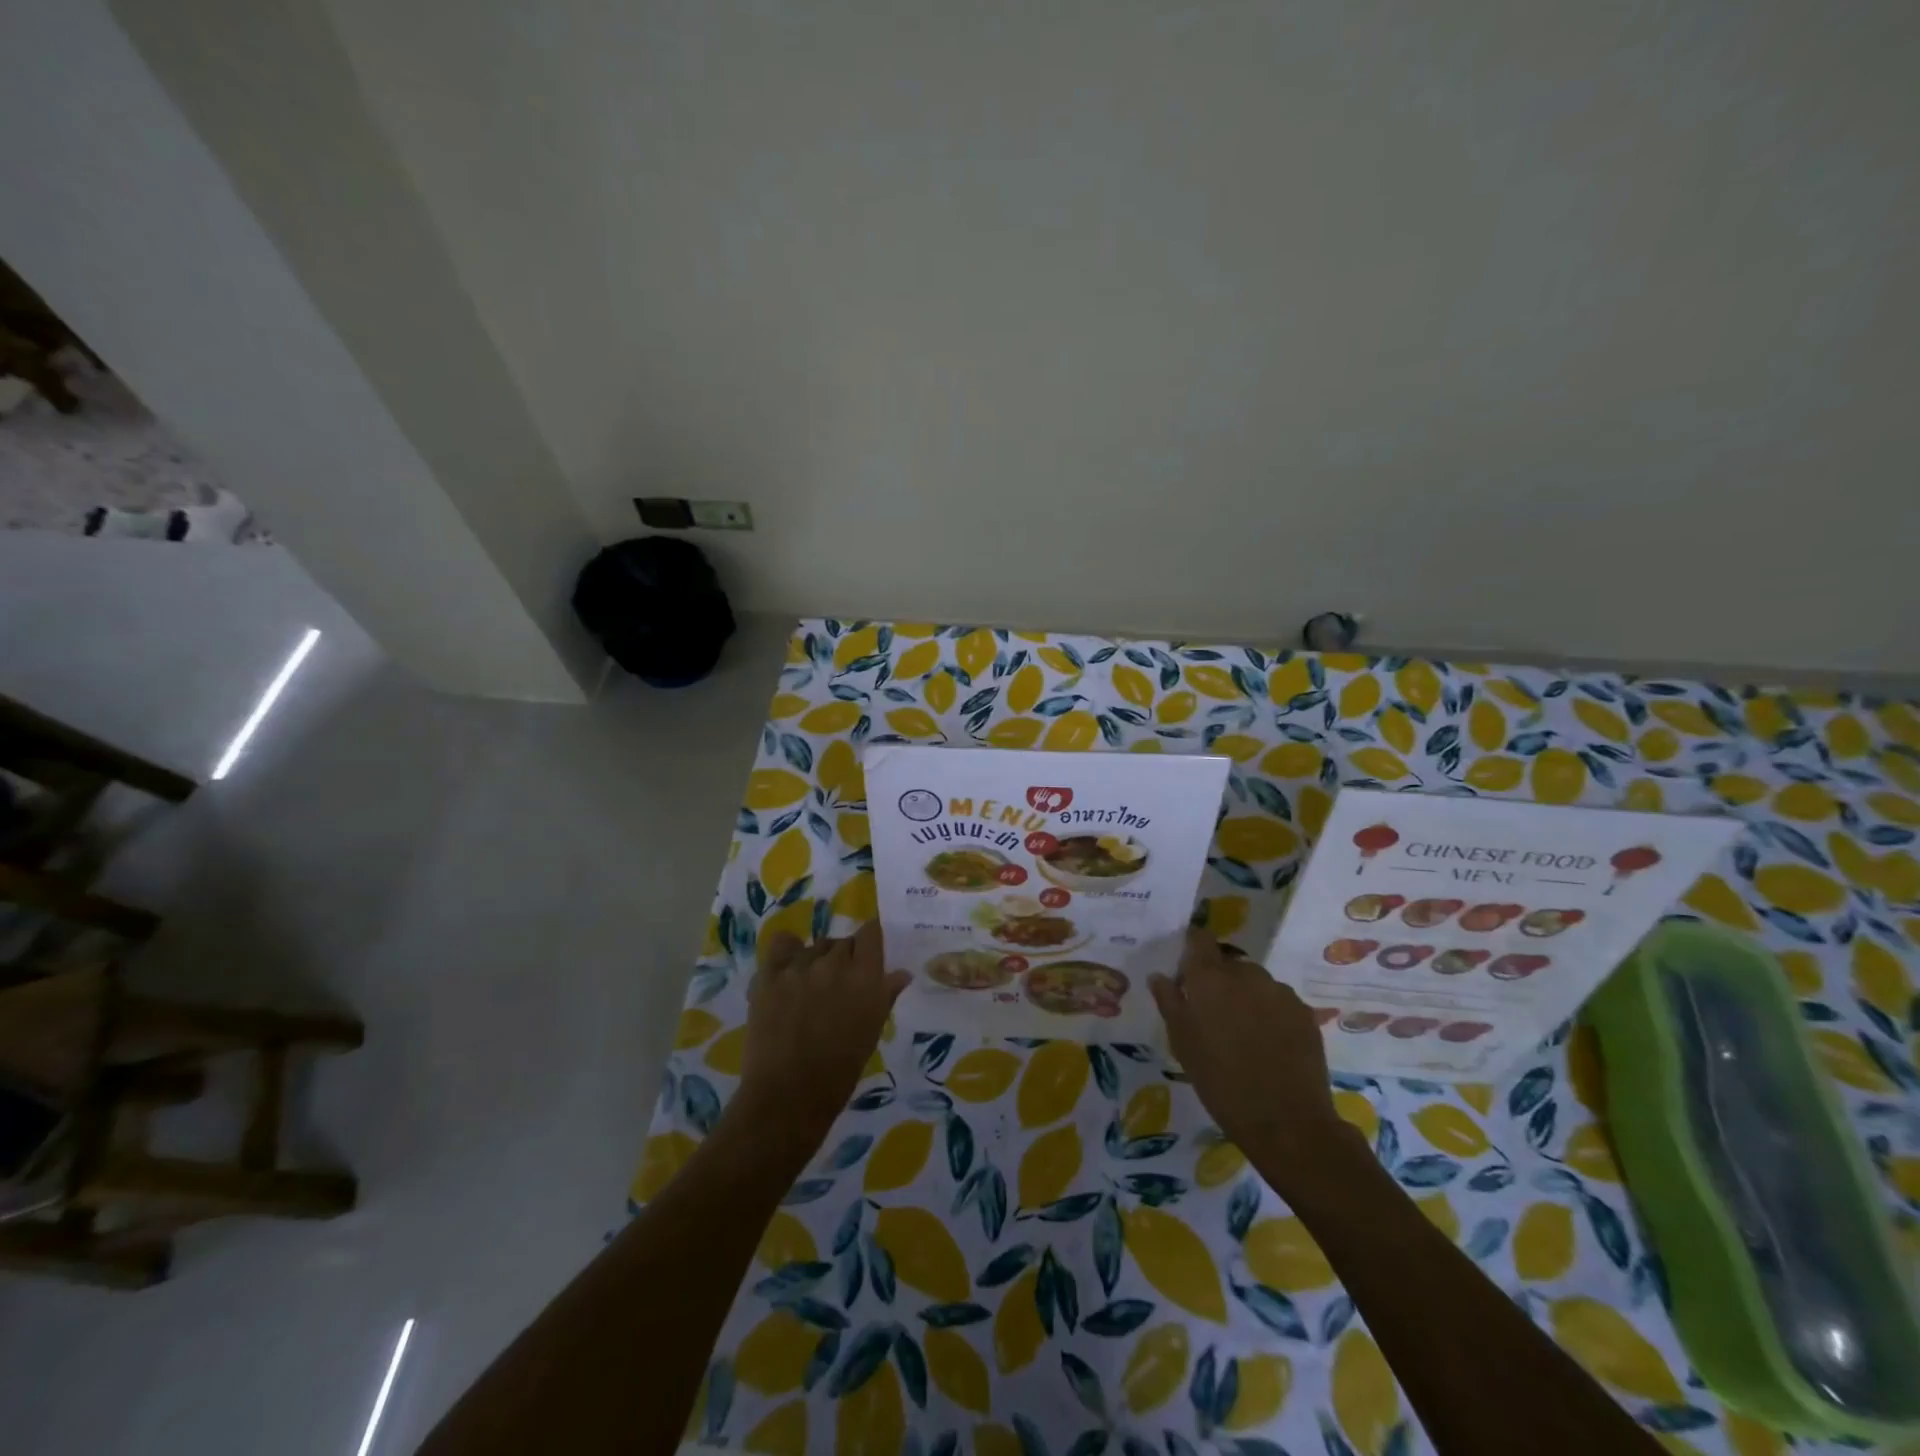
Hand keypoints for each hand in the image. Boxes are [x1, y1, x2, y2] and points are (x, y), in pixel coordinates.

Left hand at [732, 921, 908, 1150]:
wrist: (788, 1096)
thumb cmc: (840, 1071)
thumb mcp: (872, 1032)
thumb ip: (885, 995)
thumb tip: (901, 973)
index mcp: (865, 976)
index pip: (871, 932)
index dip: (871, 941)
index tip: (868, 955)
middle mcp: (834, 963)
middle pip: (843, 942)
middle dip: (845, 958)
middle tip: (839, 986)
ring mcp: (799, 966)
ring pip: (814, 946)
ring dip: (817, 961)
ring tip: (810, 989)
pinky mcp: (769, 974)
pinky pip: (782, 944)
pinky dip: (788, 953)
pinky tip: (788, 970)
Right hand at [1150, 928, 1343, 1164]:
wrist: (1286, 1122)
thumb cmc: (1220, 1081)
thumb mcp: (1182, 1043)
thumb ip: (1169, 1002)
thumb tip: (1159, 976)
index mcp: (1210, 977)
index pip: (1200, 939)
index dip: (1193, 946)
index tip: (1187, 967)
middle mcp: (1246, 973)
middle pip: (1228, 963)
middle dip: (1220, 980)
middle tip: (1213, 1014)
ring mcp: (1279, 992)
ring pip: (1256, 982)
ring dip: (1246, 996)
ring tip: (1244, 1033)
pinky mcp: (1304, 1013)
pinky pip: (1279, 1002)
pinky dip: (1271, 1013)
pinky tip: (1269, 1044)